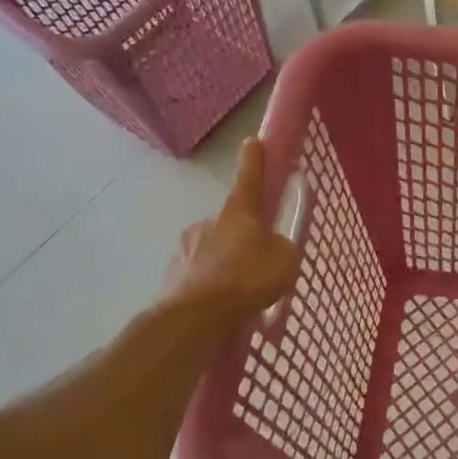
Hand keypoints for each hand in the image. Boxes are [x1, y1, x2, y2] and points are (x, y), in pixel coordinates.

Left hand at [165, 138, 298, 318]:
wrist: (197, 318)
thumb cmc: (247, 279)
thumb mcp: (285, 260)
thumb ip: (282, 247)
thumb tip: (272, 246)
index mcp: (237, 212)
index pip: (249, 178)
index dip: (254, 160)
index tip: (252, 140)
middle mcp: (208, 223)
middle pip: (230, 222)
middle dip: (242, 236)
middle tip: (257, 261)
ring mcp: (185, 249)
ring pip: (211, 251)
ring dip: (224, 263)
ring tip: (239, 292)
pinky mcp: (172, 278)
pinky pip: (199, 277)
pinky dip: (210, 286)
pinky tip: (221, 306)